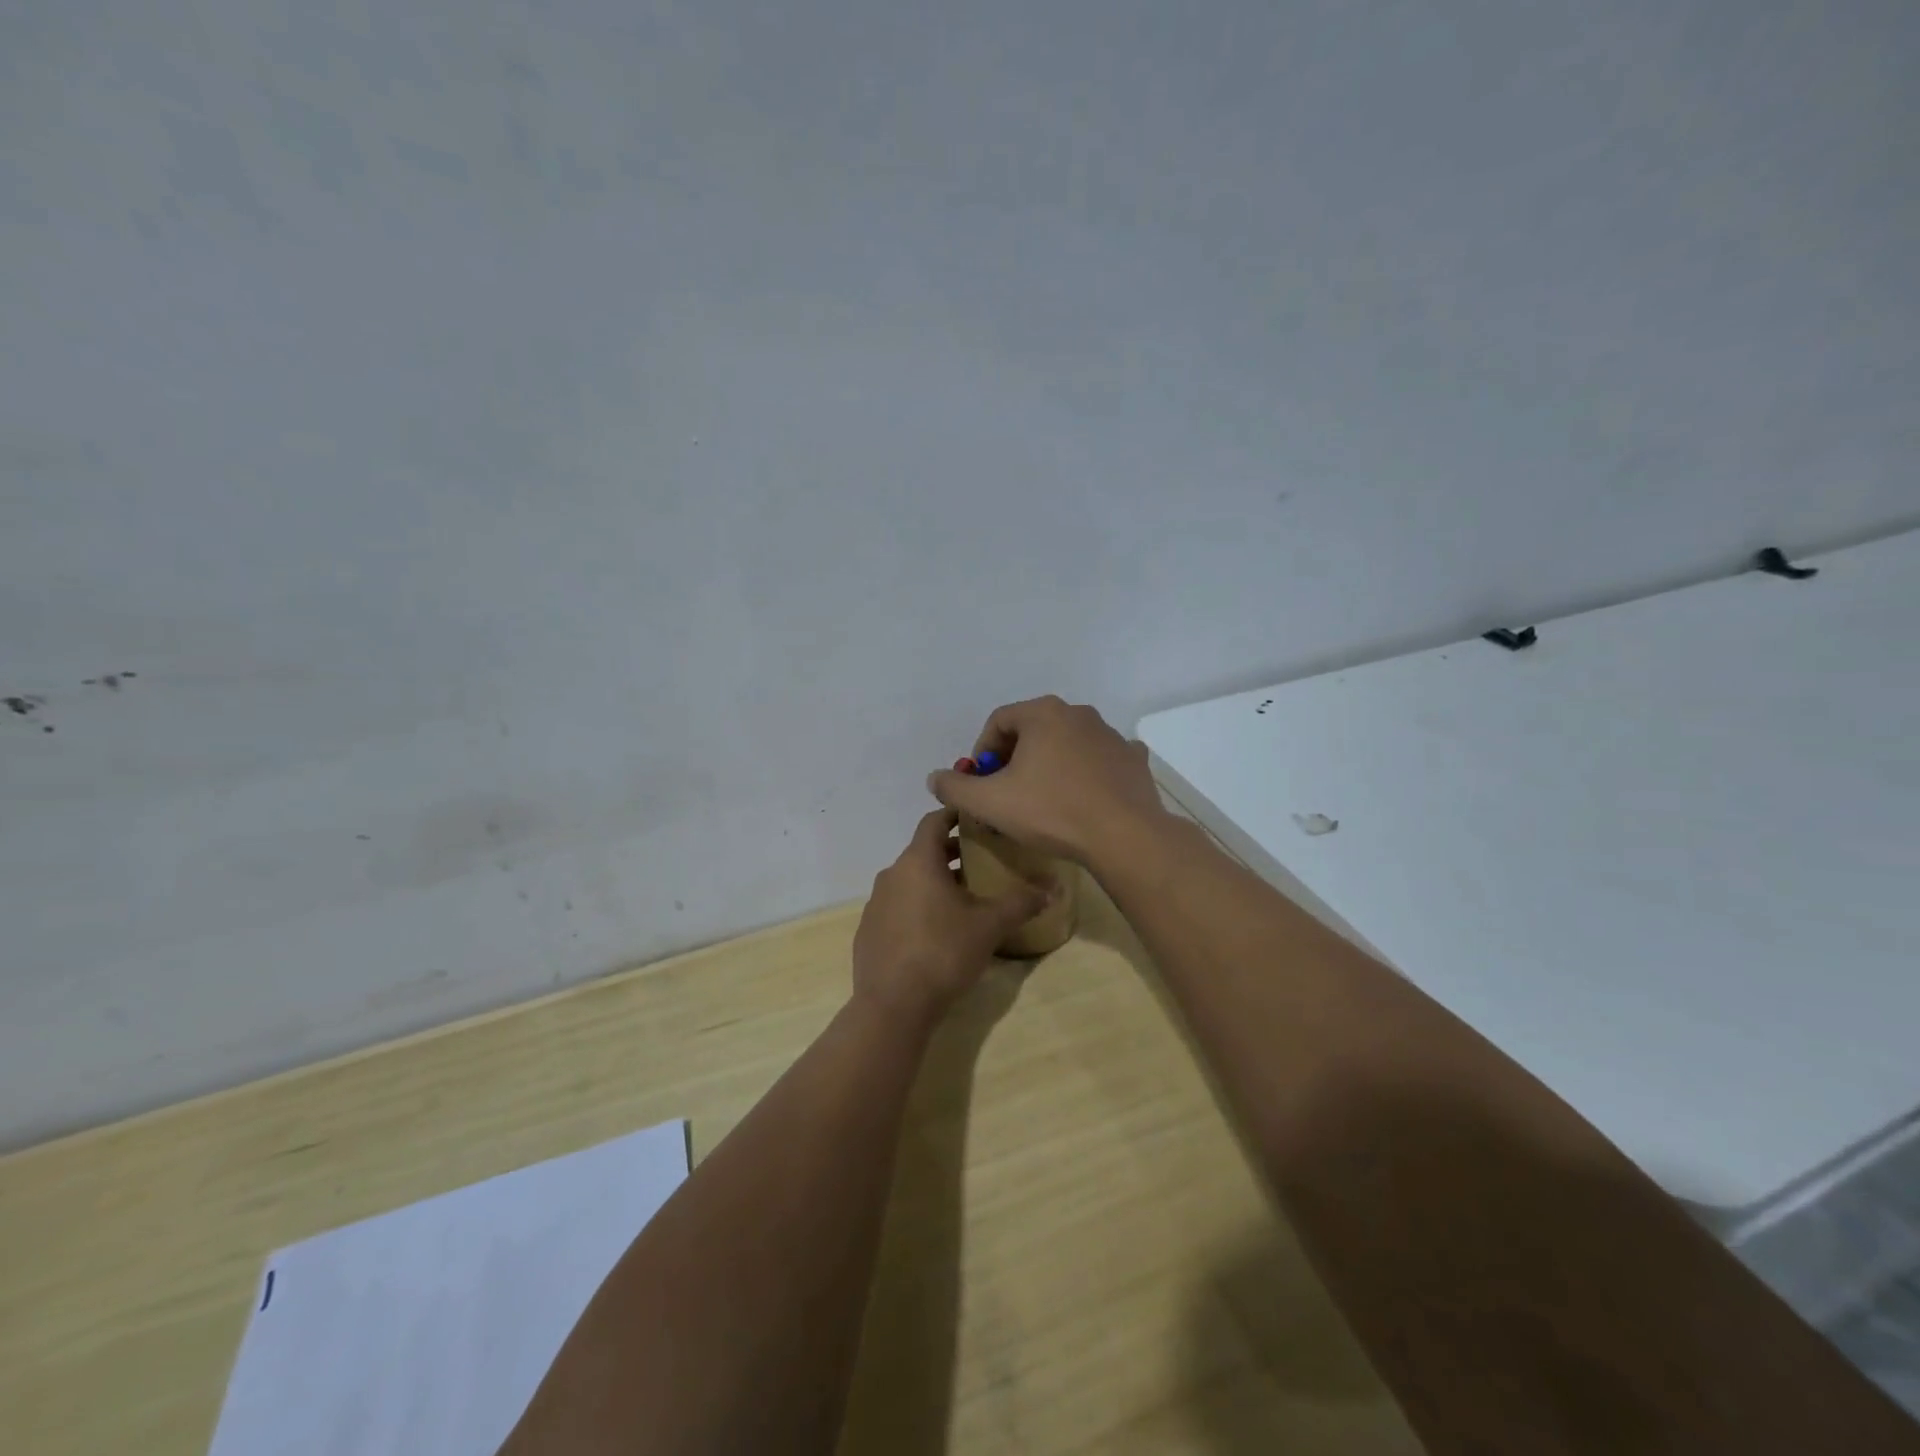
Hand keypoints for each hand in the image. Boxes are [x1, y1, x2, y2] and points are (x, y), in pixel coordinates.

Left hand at [852, 809, 1050, 1026]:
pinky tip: (936, 931)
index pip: (934, 821)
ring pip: (909, 880)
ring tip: (964, 898)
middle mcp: (892, 874)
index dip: (956, 816)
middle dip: (951, 854)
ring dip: (934, 882)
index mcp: (918, 861)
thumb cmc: (943, 952)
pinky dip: (916, 907)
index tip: (978, 820)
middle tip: (982, 861)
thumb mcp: (990, 926)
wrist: (893, 1005)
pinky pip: (897, 906)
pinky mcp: (868, 930)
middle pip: (923, 851)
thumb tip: (1055, 888)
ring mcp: (875, 903)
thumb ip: (1021, 902)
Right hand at [925, 696, 1170, 866]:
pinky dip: (1086, 774)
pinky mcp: (1133, 759)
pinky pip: (1100, 761)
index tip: (981, 784)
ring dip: (1050, 766)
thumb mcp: (989, 803)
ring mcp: (1110, 735)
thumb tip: (935, 778)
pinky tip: (1082, 799)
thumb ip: (955, 787)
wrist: (1123, 836)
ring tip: (1044, 802)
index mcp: (1043, 713)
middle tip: (1007, 794)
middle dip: (1015, 760)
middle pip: (1033, 731)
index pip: (998, 722)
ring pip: (1068, 745)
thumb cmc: (1051, 811)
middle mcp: (1078, 713)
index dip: (982, 753)